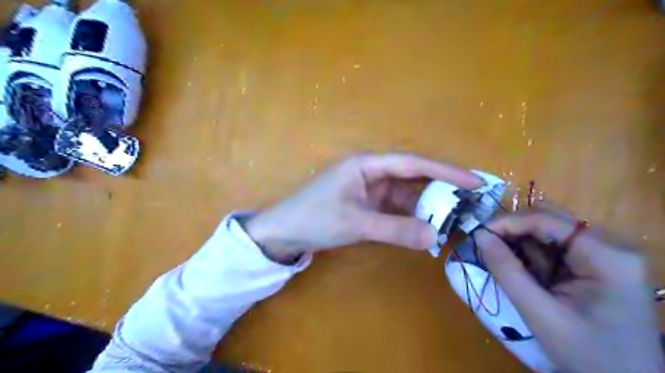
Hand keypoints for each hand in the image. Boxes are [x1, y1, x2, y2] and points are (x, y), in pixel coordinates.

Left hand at [242, 153, 480, 262]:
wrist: (283, 232)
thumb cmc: (314, 219)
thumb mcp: (355, 223)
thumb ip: (394, 229)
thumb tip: (434, 237)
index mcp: (367, 165)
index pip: (413, 164)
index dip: (445, 171)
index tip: (474, 181)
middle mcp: (371, 173)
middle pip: (413, 178)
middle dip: (441, 189)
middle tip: (472, 202)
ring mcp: (369, 190)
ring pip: (406, 195)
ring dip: (427, 206)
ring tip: (456, 217)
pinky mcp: (366, 205)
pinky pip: (395, 208)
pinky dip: (411, 217)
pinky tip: (427, 227)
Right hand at [476, 209, 662, 370]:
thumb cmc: (587, 355)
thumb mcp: (539, 313)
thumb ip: (507, 270)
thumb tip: (478, 235)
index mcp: (606, 255)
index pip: (546, 220)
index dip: (507, 222)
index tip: (478, 234)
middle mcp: (609, 245)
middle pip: (549, 219)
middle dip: (513, 230)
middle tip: (487, 244)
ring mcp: (604, 253)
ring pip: (549, 230)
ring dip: (521, 242)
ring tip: (502, 261)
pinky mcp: (595, 263)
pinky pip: (554, 246)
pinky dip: (531, 254)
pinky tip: (521, 269)